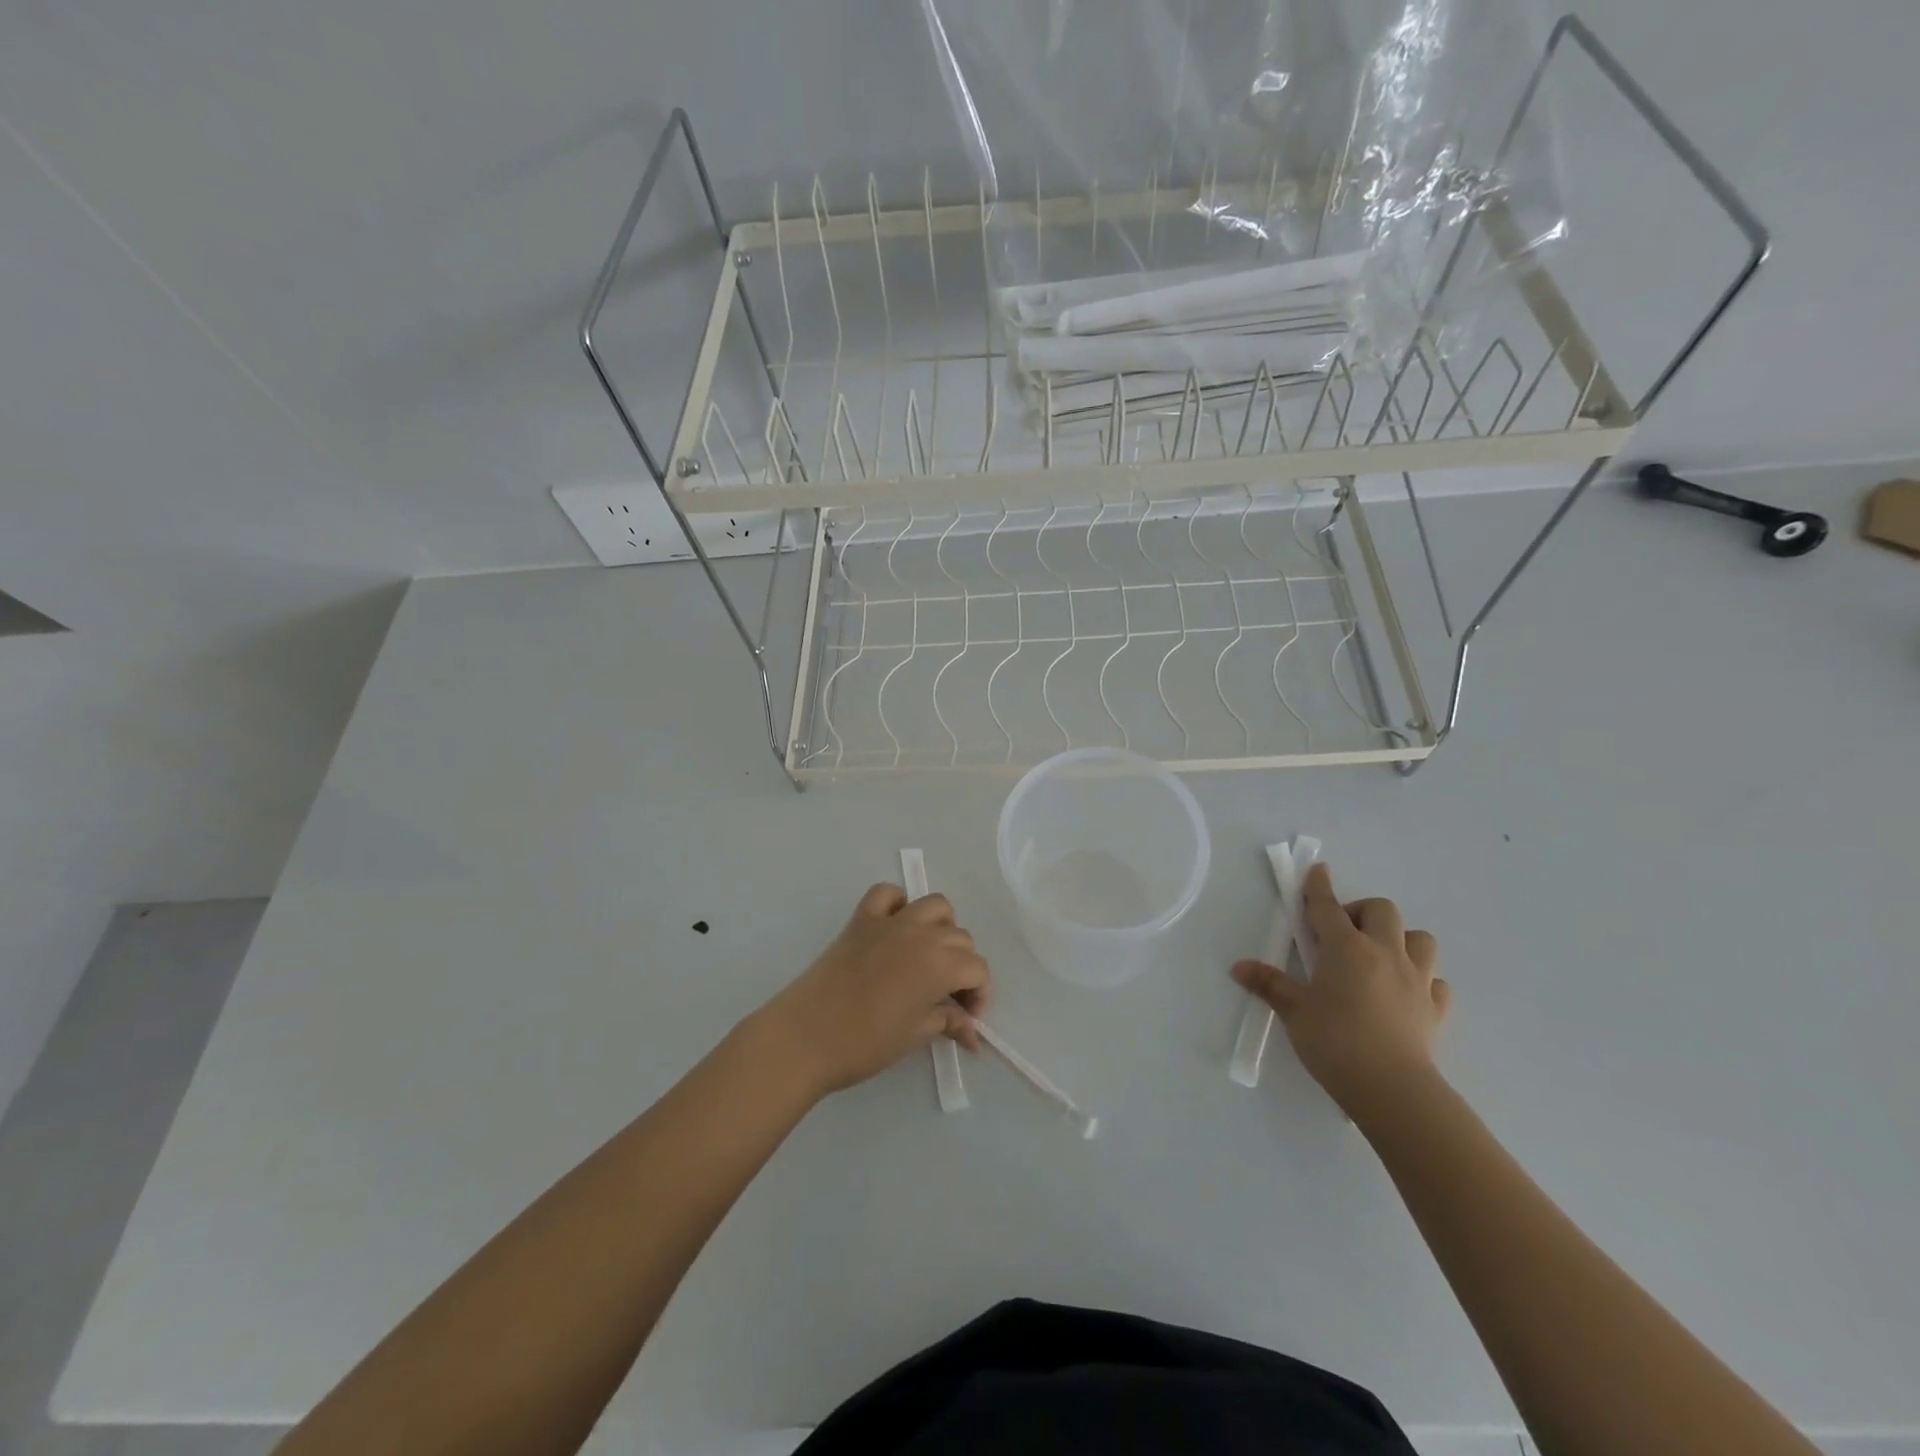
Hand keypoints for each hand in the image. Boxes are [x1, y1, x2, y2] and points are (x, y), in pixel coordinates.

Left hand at [756, 883, 992, 1097]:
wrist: (805, 1035)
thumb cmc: (865, 1043)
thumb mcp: (914, 1036)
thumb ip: (948, 1023)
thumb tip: (972, 1033)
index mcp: (939, 964)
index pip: (978, 969)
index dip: (980, 995)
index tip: (967, 1021)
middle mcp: (921, 933)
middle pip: (961, 938)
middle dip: (963, 967)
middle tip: (948, 1000)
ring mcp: (890, 921)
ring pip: (935, 906)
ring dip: (942, 928)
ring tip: (929, 958)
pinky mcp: (862, 919)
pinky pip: (888, 894)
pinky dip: (898, 904)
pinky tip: (896, 928)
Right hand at [1232, 862, 1449, 1119]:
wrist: (1392, 1089)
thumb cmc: (1335, 1041)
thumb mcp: (1293, 1011)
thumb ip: (1269, 984)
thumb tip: (1239, 967)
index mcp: (1347, 948)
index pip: (1328, 907)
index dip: (1319, 886)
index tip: (1318, 870)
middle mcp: (1385, 954)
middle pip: (1382, 911)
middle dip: (1362, 912)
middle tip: (1342, 934)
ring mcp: (1417, 980)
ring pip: (1420, 939)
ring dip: (1400, 939)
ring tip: (1379, 957)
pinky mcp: (1435, 1009)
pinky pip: (1436, 982)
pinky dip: (1422, 979)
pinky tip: (1405, 993)